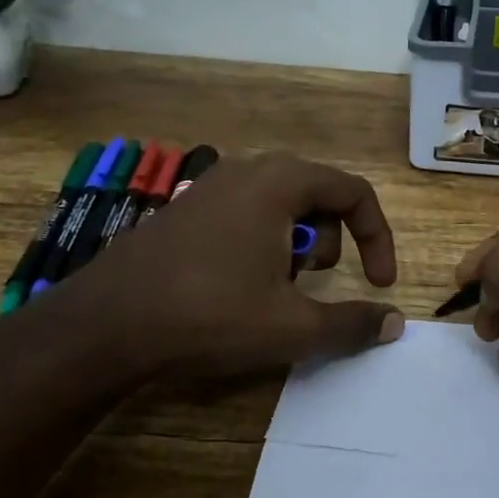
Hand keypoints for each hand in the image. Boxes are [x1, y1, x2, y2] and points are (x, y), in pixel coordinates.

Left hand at [40, 153, 402, 385]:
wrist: (105, 324)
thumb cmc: (210, 314)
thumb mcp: (291, 327)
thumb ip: (351, 323)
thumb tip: (393, 323)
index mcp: (280, 182)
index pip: (354, 193)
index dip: (377, 238)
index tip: (379, 284)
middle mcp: (248, 170)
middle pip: (318, 194)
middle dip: (332, 241)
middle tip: (311, 283)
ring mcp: (211, 186)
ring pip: (281, 204)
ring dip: (296, 244)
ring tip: (272, 288)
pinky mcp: (185, 208)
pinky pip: (246, 213)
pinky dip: (262, 243)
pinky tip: (235, 285)